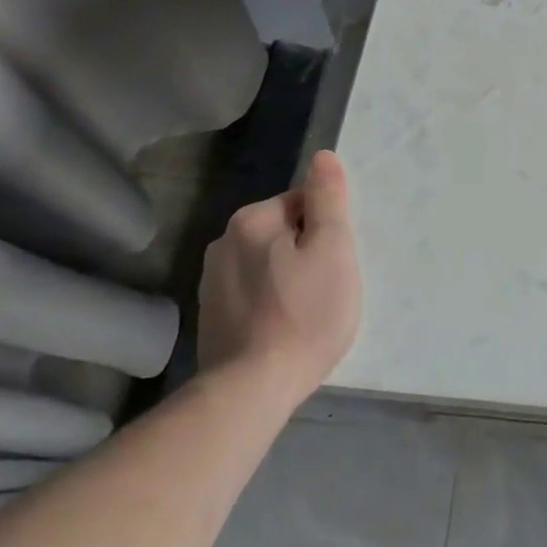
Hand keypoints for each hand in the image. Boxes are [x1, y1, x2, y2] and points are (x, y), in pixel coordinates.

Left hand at [196, 150, 361, 412]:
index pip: (303, 202)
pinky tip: (282, 327)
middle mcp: (224, 242)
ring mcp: (212, 282)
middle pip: (284, 231)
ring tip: (306, 310)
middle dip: (308, 251)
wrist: (252, 390)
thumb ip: (328, 198)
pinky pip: (252, 292)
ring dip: (288, 275)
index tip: (336, 261)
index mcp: (253, 219)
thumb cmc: (305, 313)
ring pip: (267, 262)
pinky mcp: (210, 317)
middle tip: (327, 286)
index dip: (328, 228)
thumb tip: (323, 156)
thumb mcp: (333, 248)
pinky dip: (269, 301)